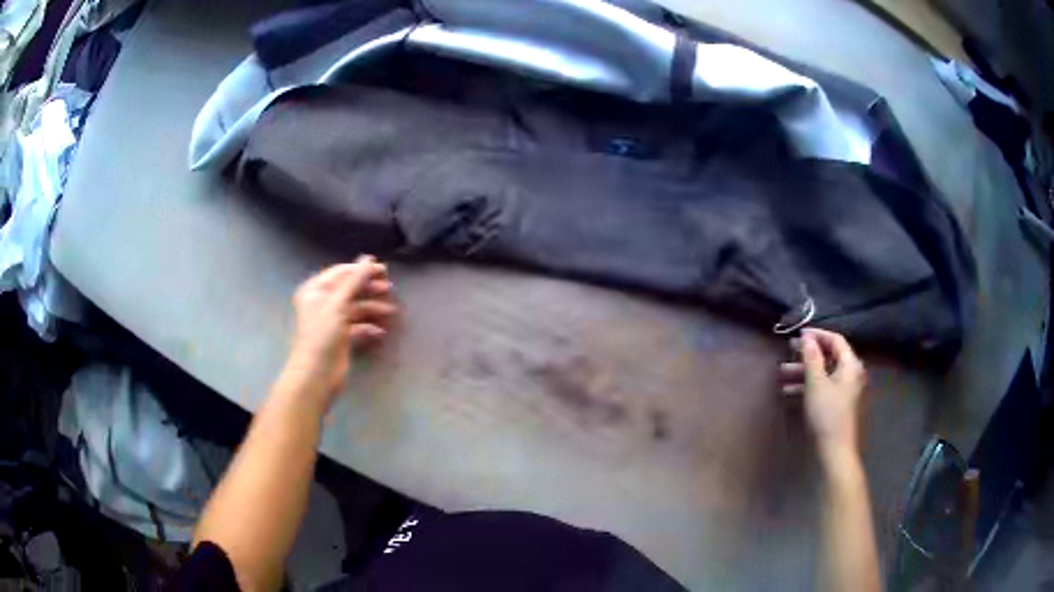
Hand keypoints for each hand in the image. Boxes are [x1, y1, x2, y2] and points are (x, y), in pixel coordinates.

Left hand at [285, 255, 397, 409]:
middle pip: (349, 289)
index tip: (383, 269)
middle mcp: (322, 302)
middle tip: (390, 287)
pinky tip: (380, 331)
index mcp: (315, 290)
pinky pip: (358, 326)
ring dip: (373, 308)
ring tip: (391, 311)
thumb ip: (355, 280)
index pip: (341, 272)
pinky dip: (369, 327)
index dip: (361, 269)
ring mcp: (331, 321)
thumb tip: (368, 258)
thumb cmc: (322, 334)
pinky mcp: (340, 338)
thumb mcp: (338, 303)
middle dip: (369, 288)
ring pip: (355, 308)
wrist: (317, 373)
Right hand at [779, 328, 867, 460]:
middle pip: (829, 356)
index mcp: (850, 365)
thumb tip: (807, 338)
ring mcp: (844, 389)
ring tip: (781, 373)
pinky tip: (788, 391)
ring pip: (823, 373)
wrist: (835, 449)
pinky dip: (807, 385)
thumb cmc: (827, 413)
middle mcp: (850, 373)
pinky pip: (822, 386)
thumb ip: (812, 358)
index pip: (835, 340)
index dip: (817, 334)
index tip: (798, 334)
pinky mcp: (837, 403)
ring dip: (803, 371)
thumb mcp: (816, 383)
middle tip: (788, 350)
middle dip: (807, 354)